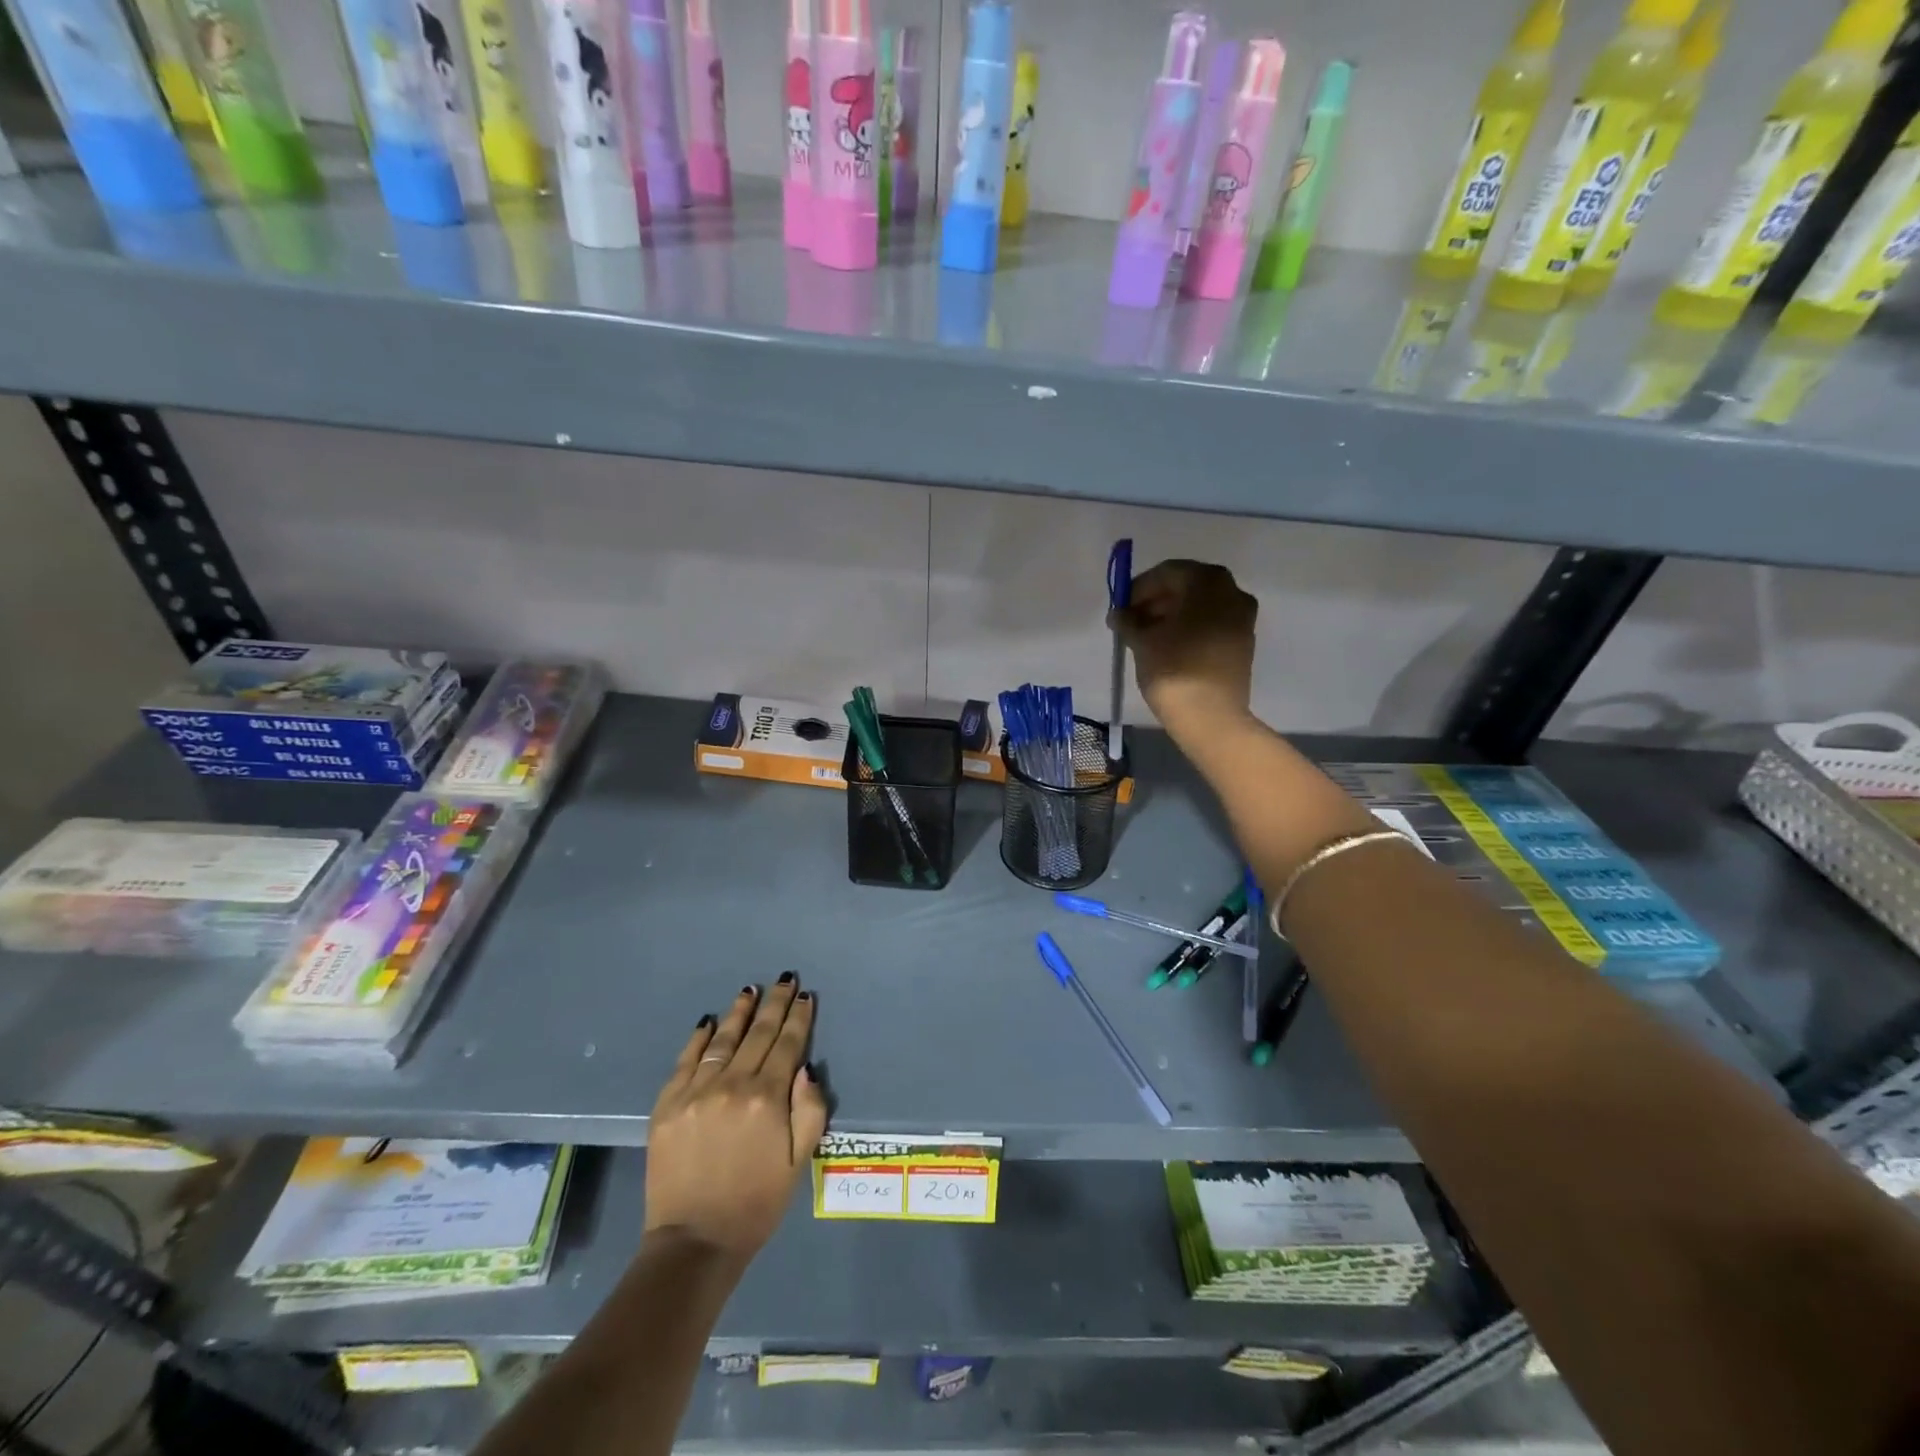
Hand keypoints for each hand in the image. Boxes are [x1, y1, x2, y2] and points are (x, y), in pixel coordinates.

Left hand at [645, 975, 827, 1261]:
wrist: (694, 1242)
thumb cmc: (756, 1203)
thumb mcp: (799, 1162)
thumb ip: (810, 1111)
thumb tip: (806, 1069)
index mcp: (767, 1098)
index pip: (787, 1045)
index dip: (799, 1018)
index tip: (806, 996)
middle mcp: (732, 1084)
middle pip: (758, 1033)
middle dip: (775, 1003)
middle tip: (785, 979)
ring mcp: (696, 1091)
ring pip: (723, 1039)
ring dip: (740, 1012)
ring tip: (751, 990)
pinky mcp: (667, 1104)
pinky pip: (686, 1060)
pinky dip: (699, 1038)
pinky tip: (709, 1021)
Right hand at [1110, 559, 1256, 743]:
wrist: (1210, 716)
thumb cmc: (1173, 669)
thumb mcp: (1142, 641)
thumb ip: (1128, 620)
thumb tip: (1119, 614)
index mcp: (1207, 582)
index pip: (1167, 572)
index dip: (1140, 588)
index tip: (1121, 607)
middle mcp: (1232, 591)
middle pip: (1187, 586)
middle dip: (1157, 600)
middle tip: (1132, 620)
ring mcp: (1242, 617)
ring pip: (1201, 606)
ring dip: (1172, 615)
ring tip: (1146, 636)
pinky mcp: (1243, 642)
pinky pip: (1212, 624)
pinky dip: (1189, 628)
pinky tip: (1168, 647)